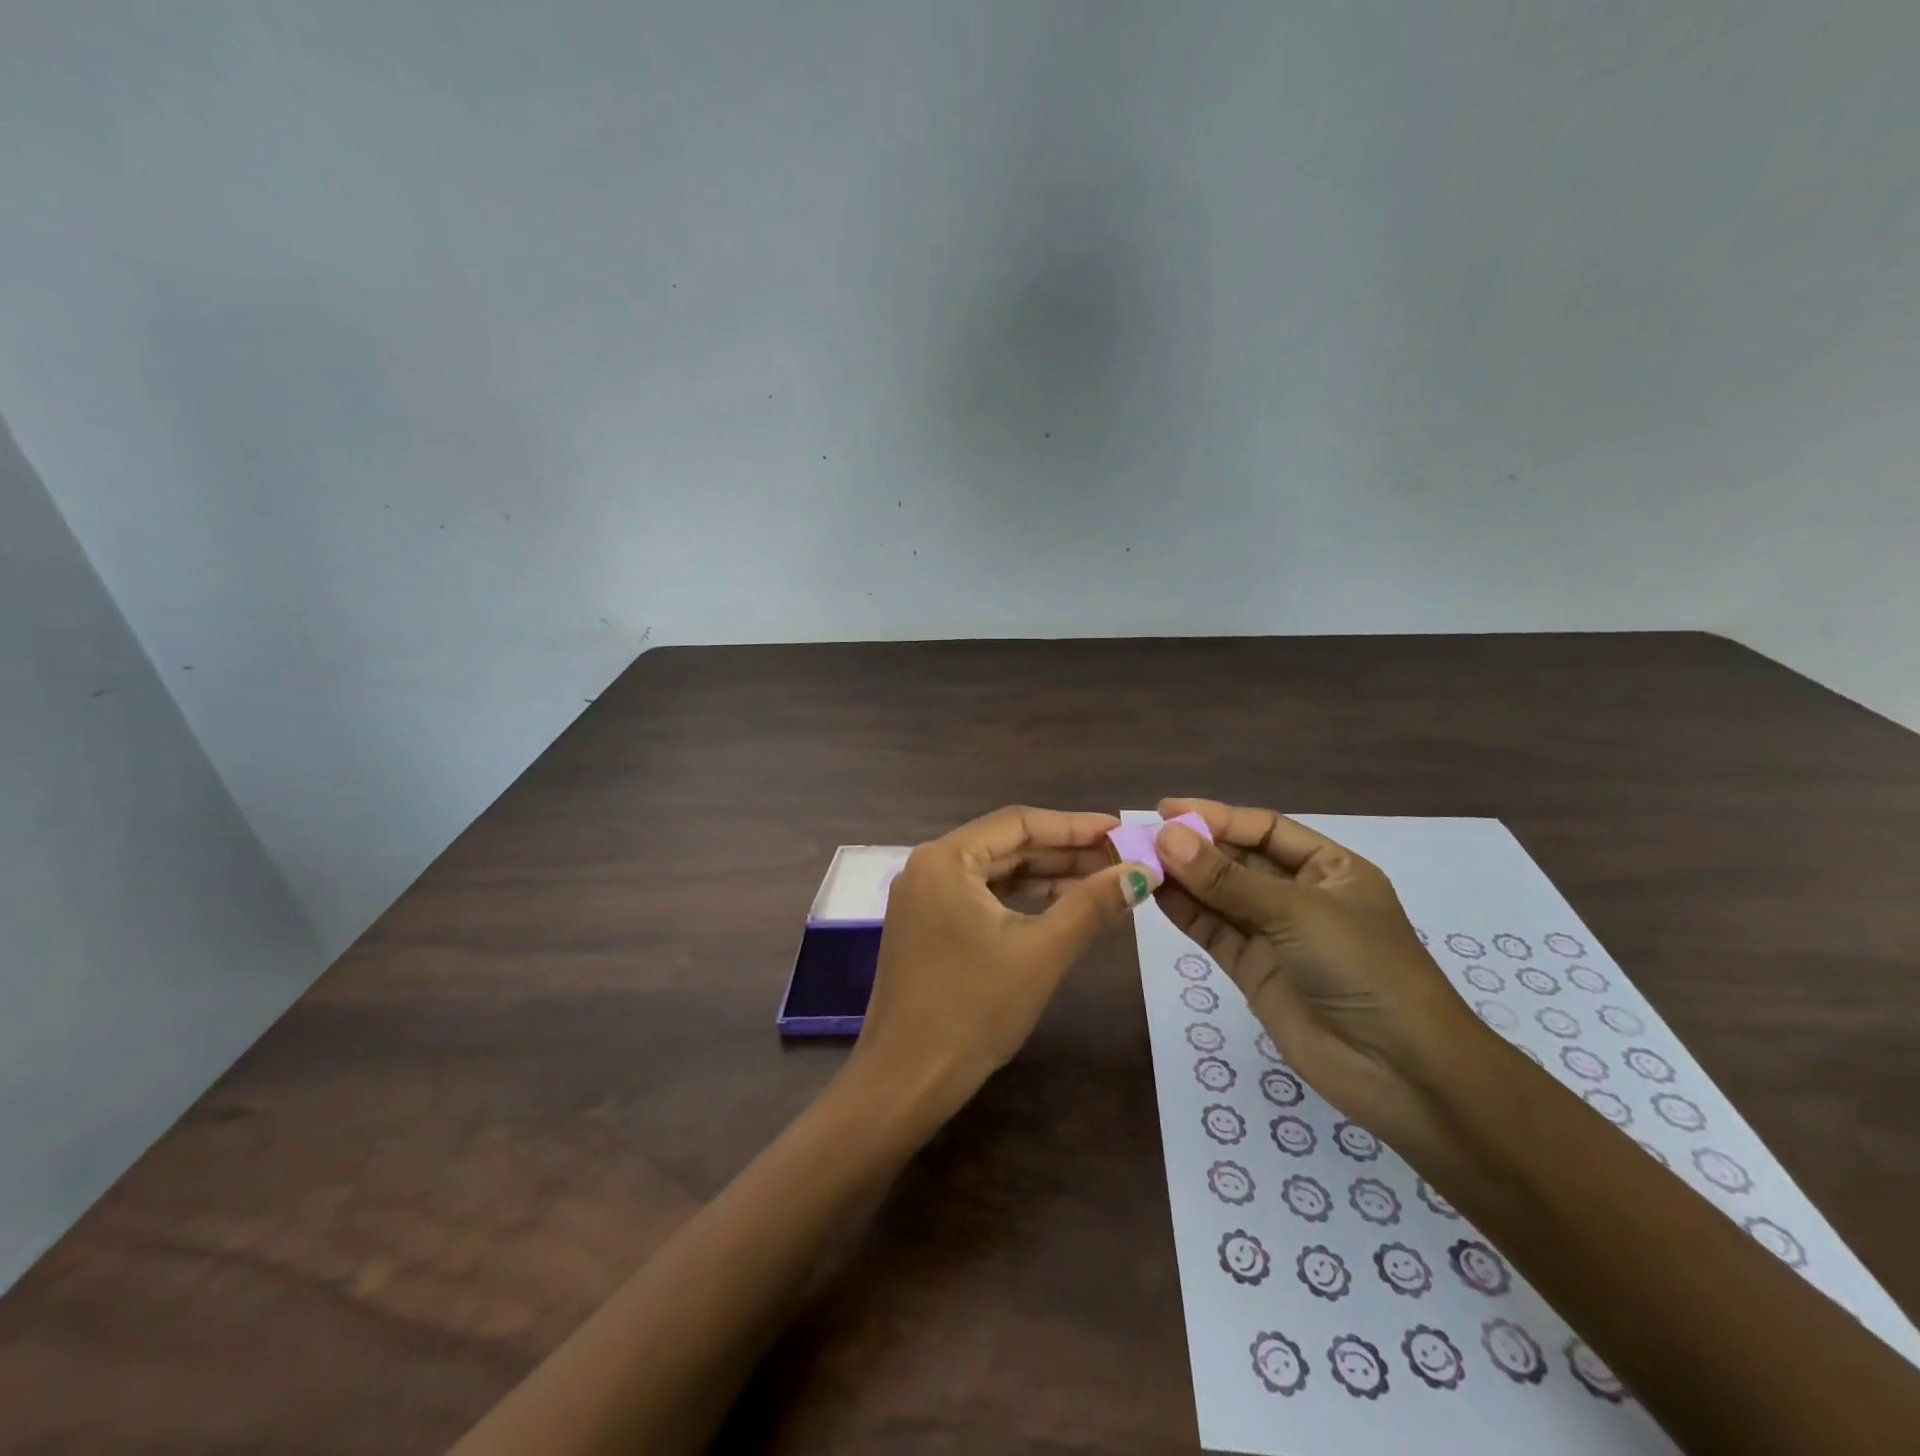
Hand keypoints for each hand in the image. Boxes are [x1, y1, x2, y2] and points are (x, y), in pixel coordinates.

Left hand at [851, 806, 1151, 1122]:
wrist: (908, 1080)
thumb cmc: (974, 1009)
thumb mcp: (1042, 952)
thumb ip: (1092, 905)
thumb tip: (1143, 872)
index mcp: (945, 858)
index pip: (1018, 823)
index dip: (1074, 825)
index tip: (1122, 831)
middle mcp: (929, 866)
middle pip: (1007, 845)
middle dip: (1065, 852)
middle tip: (1121, 858)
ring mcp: (925, 897)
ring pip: (996, 872)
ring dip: (1047, 876)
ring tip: (1103, 880)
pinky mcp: (928, 925)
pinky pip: (982, 897)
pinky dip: (1022, 899)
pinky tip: (1062, 906)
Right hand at [1152, 797, 1491, 1142]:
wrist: (1399, 1071)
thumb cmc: (1362, 968)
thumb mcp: (1296, 912)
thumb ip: (1227, 879)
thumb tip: (1167, 836)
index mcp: (1330, 869)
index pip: (1266, 830)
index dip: (1218, 816)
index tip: (1167, 809)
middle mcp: (1301, 896)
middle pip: (1239, 861)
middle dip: (1195, 847)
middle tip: (1143, 835)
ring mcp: (1275, 935)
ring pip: (1221, 896)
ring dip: (1183, 878)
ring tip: (1138, 859)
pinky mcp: (1254, 970)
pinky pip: (1214, 932)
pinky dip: (1185, 913)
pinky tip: (1155, 893)